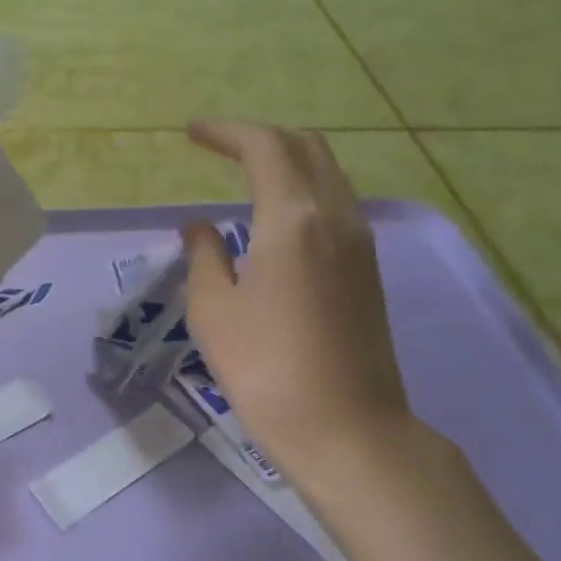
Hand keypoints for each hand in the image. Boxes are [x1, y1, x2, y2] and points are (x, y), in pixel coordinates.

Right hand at [182, 120, 415, 487]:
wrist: (344, 427)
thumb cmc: (263, 368)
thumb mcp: (213, 311)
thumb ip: (204, 257)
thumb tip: (201, 227)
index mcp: (293, 219)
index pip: (265, 148)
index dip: (227, 132)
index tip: (192, 133)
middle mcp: (336, 216)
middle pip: (306, 148)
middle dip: (261, 139)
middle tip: (220, 149)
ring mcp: (360, 243)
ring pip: (328, 175)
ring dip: (287, 163)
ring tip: (245, 178)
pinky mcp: (368, 270)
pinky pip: (336, 206)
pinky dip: (304, 192)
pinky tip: (275, 220)